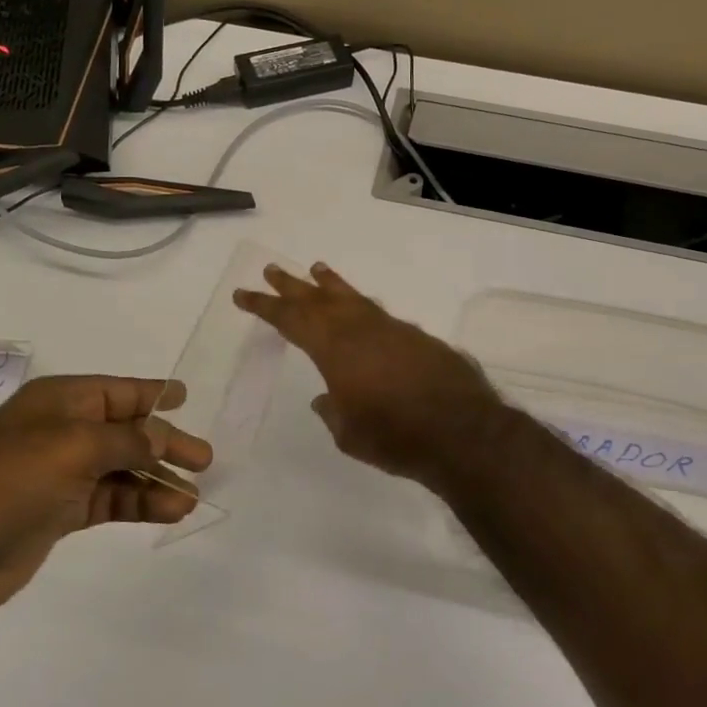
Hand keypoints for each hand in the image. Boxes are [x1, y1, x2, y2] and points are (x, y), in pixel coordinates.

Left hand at [0, 375, 212, 614]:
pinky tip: (169, 511)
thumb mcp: (75, 446)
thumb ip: (127, 440)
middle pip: (126, 431)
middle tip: (204, 459)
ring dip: (156, 480)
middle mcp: (61, 431)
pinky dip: (139, 503)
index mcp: (59, 401)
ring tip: (191, 498)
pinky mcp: (59, 512)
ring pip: (122, 469)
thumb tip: (162, 439)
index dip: (152, 393)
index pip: (118, 391)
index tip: (186, 396)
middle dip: (164, 443)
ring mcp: (59, 473)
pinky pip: (111, 499)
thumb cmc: (10, 481)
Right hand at [233, 262, 500, 485]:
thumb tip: (326, 398)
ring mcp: (392, 329)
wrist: (463, 433)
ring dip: (331, 285)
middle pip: (319, 300)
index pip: (291, 320)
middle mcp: (361, 329)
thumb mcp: (349, 433)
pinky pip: (378, 313)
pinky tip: (361, 309)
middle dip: (292, 286)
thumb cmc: (395, 438)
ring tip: (317, 269)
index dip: (265, 306)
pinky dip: (362, 305)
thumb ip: (333, 411)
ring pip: (353, 298)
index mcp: (335, 349)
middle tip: (272, 269)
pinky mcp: (417, 337)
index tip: (244, 294)